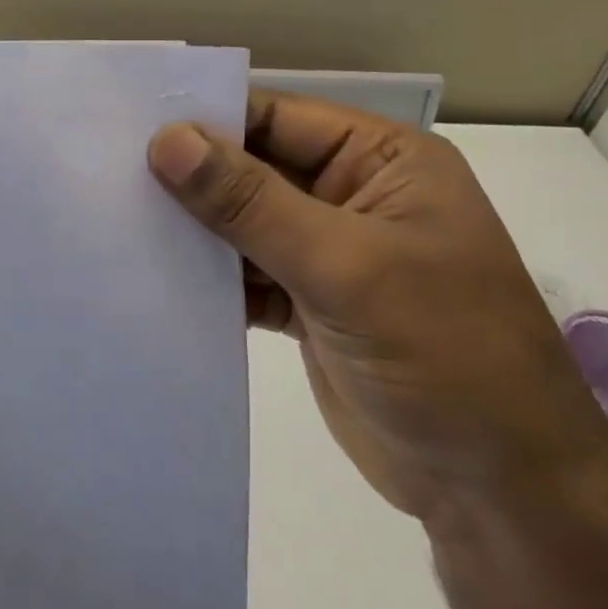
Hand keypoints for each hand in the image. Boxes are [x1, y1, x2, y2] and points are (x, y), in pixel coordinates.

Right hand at [148, 90, 607, 524]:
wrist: (501, 492)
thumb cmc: (445, 353)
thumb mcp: (345, 266)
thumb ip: (249, 201)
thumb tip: (167, 140)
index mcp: (383, 161)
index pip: (278, 117)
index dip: (207, 118)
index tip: (129, 126)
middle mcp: (353, 195)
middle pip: (255, 167)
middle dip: (191, 174)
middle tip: (106, 171)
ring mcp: (330, 253)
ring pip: (243, 222)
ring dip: (192, 227)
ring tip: (115, 218)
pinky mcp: (308, 304)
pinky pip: (245, 273)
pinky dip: (207, 276)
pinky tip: (153, 274)